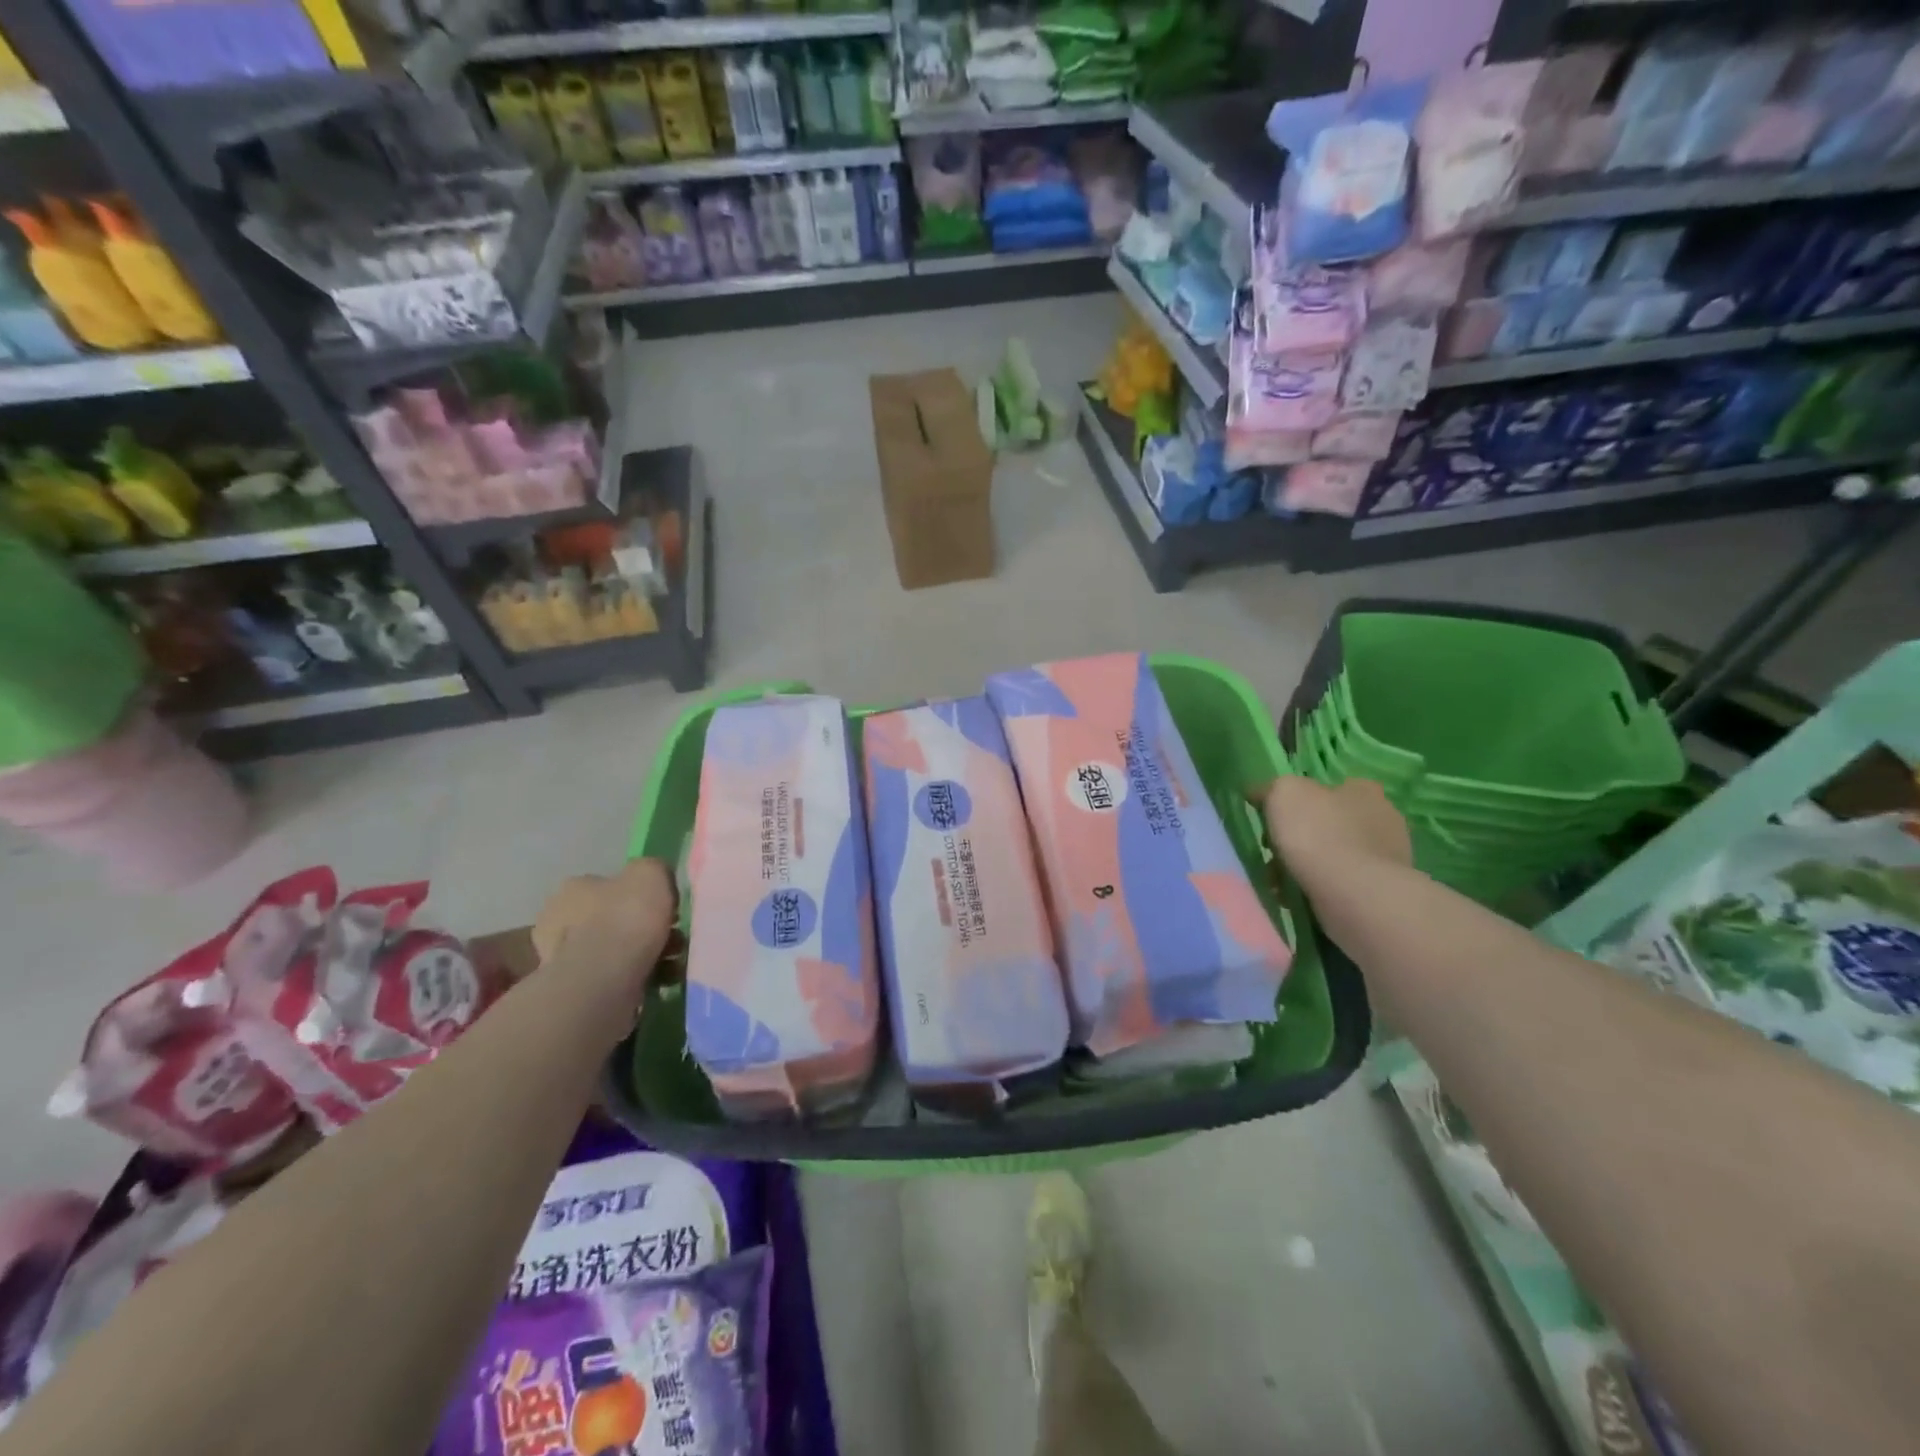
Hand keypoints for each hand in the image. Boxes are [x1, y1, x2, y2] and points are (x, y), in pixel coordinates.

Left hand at [533, 858, 678, 1005]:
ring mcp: (562, 960)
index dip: (640, 895)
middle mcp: (559, 921)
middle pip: (612, 920)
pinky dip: (638, 978)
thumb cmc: (627, 918)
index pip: (607, 885)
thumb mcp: (651, 873)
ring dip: (645, 955)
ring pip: (615, 951)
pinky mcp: (574, 991)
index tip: (664, 908)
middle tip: (672, 938)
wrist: (605, 979)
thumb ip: (654, 870)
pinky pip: (615, 978)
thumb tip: (655, 884)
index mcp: (574, 889)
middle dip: (642, 929)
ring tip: (672, 964)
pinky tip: (660, 980)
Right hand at [1259, 776, 1411, 891]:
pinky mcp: (1382, 890)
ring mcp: (1387, 857)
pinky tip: (1298, 898)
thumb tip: (1261, 793)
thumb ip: (1271, 788)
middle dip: (1299, 838)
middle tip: (1274, 854)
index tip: (1275, 820)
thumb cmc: (1317, 834)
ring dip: (1305, 866)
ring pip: (1333, 856)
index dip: (1299, 802)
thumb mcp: (1283, 793)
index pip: (1329, 788)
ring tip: (1280, 883)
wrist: (1353, 895)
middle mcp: (1383, 818)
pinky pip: (1341, 884)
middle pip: (1329, 823)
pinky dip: (1318, 889)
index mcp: (1363, 790)